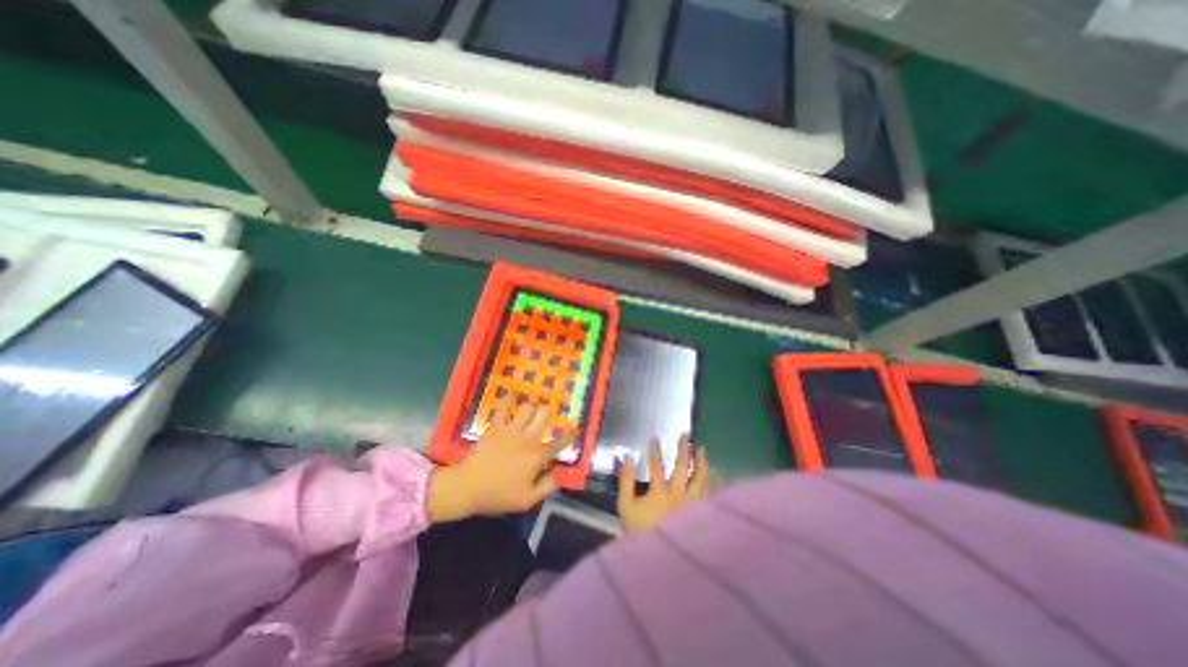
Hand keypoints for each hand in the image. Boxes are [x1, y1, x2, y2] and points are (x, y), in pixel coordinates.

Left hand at [427, 400, 570, 523]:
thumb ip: (547, 486)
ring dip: (532, 407)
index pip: (558, 443)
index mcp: (537, 456)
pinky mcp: (495, 426)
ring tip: (532, 408)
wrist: (468, 486)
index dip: (567, 437)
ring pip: (527, 409)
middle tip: (547, 415)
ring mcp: (511, 430)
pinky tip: (511, 393)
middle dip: (548, 413)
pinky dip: (508, 399)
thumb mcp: (527, 500)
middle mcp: (528, 438)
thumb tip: (557, 473)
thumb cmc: (498, 495)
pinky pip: (503, 408)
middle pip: (544, 416)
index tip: (573, 430)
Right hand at [617, 435, 708, 534]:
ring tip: (702, 450)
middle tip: (686, 435)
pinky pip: (710, 495)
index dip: (655, 451)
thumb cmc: (640, 532)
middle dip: (684, 449)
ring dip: (701, 462)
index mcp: (659, 492)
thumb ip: (625, 480)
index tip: (655, 437)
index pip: (656, 465)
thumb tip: (627, 457)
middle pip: (682, 467)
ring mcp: (692, 505)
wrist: (658, 560)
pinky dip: (712, 483)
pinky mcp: (700, 514)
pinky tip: (714, 475)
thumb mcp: (625, 506)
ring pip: (700, 479)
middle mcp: (678, 495)